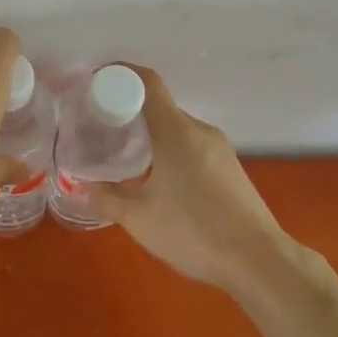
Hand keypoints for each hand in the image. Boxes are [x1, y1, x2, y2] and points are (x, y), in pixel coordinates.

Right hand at [86, 66, 293, 295]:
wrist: (259, 261)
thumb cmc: (194, 231)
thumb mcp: (140, 218)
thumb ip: (106, 198)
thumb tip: (78, 187)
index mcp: (176, 130)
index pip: (148, 83)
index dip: (120, 74)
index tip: (96, 83)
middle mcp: (200, 130)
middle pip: (160, 106)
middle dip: (129, 111)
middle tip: (101, 127)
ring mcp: (219, 149)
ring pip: (176, 128)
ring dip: (150, 134)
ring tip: (125, 154)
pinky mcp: (230, 168)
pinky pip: (192, 145)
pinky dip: (169, 149)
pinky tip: (158, 177)